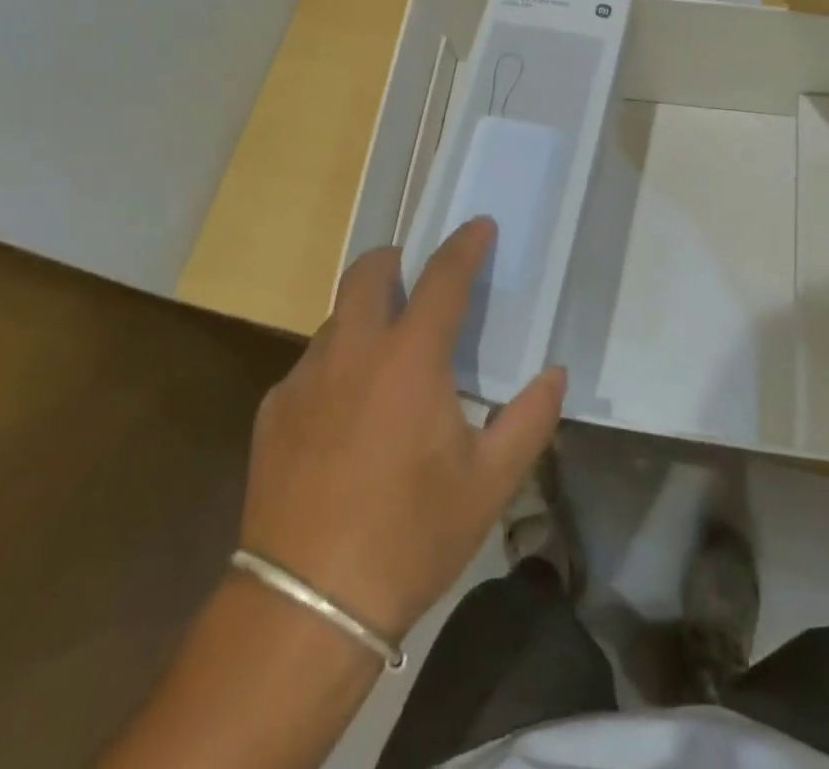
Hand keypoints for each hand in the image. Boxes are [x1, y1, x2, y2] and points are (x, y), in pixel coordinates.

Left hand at [238, 219, 564, 643]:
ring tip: (385, 361)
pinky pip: (311, 366)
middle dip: (395, 260)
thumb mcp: (489, 484)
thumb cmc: (410, 536)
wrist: (306, 604)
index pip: (443, 277)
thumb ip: (529, 419)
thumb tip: (555, 374)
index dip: (465, 245)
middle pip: (368, 272)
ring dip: (365, 318)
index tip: (479, 225)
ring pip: (337, 319)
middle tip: (416, 279)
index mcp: (410, 358)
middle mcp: (353, 349)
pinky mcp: (273, 408)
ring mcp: (305, 376)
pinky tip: (345, 416)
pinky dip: (336, 368)